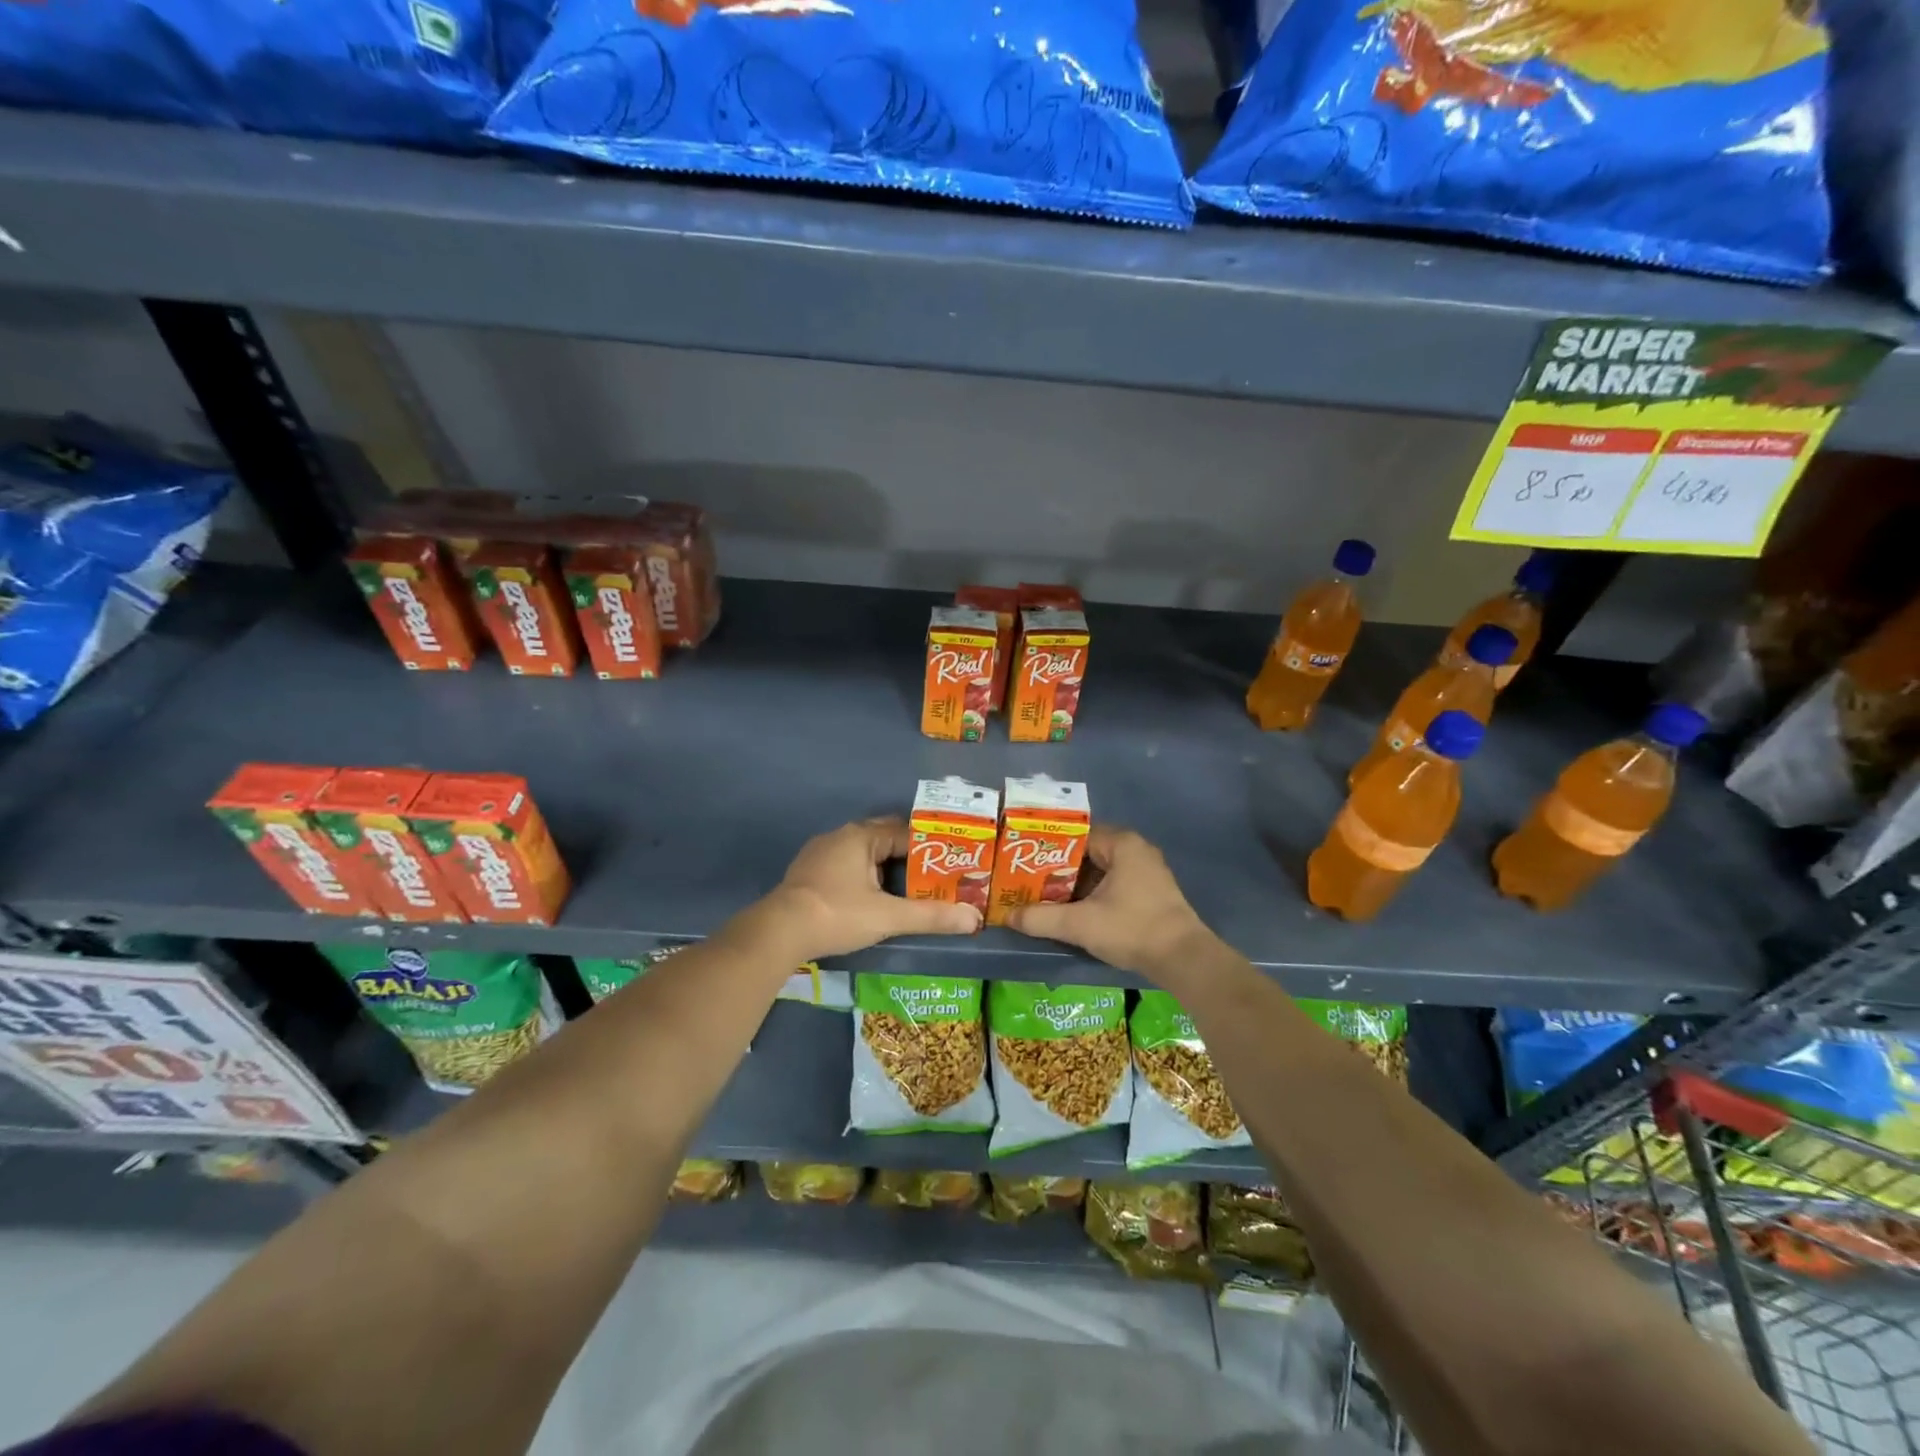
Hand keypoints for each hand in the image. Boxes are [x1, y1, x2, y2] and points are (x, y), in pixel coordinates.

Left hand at [750, 818, 980, 961]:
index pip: (906, 833)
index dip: (930, 848)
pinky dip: (863, 875)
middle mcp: (841, 835)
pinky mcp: (808, 872)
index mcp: (861, 836)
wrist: (779, 932)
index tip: (951, 864)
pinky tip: (872, 897)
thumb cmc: (837, 914)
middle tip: (934, 877)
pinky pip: (846, 865)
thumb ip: (931, 916)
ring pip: (864, 853)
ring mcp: (820, 853)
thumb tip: (974, 920)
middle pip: (884, 838)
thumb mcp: (889, 917)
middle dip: (908, 856)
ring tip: (909, 888)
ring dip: (885, 867)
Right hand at [1007, 826, 1215, 980]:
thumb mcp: (1079, 924)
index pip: (1075, 834)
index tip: (1024, 860)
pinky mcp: (1151, 893)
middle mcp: (1136, 850)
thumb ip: (1041, 918)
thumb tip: (1008, 916)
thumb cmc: (1131, 929)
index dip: (1048, 847)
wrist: (1183, 959)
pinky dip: (1093, 894)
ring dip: (1075, 884)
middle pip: (1087, 853)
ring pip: (1100, 871)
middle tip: (1028, 880)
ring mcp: (1147, 871)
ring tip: (1044, 895)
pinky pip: (1114, 884)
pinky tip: (1073, 910)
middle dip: (1058, 867)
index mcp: (1122, 844)